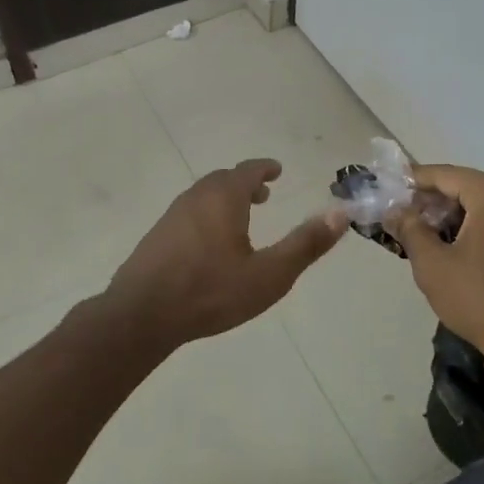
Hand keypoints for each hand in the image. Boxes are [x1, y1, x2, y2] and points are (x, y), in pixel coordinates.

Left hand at [103, 158, 346, 347]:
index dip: (264, 168)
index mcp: (223, 198)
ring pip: (203, 197)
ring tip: (240, 219)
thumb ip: (305, 244)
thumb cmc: (211, 292)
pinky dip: (206, 216)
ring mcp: (171, 217)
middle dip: (245, 184)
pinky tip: (209, 245)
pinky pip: (188, 215)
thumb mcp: (269, 274)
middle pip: (223, 180)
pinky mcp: (156, 238)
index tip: (276, 170)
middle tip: (263, 195)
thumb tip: (341, 214)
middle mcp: (195, 198)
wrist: (141, 315)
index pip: (247, 171)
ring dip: (224, 200)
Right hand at [384, 165, 483, 351]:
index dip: (414, 180)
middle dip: (432, 198)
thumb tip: (393, 211)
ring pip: (482, 203)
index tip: (389, 186)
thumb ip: (409, 228)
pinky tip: (450, 241)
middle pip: (465, 186)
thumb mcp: (432, 263)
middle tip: (401, 212)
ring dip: (451, 212)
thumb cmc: (477, 296)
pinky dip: (473, 224)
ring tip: (421, 229)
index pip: (445, 175)